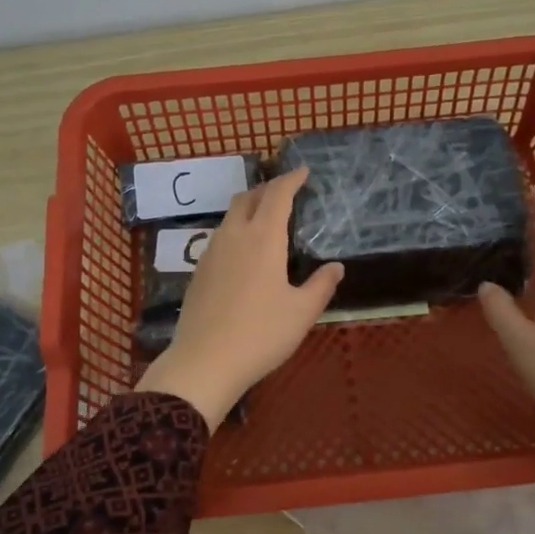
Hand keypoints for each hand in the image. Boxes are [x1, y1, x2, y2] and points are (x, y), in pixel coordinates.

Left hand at [135, 165, 343, 429]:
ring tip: (265, 218)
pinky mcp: (198, 271)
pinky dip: (236, 230)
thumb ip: (321, 285)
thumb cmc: (261, 334)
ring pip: (230, 217)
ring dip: (249, 208)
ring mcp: (211, 252)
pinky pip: (220, 237)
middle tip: (285, 192)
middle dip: (267, 189)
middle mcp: (234, 236)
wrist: (205, 362)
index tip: (303, 171)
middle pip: (248, 198)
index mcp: (263, 238)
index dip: (291, 179)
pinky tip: (244, 251)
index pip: (277, 195)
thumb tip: (336, 267)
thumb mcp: (302, 312)